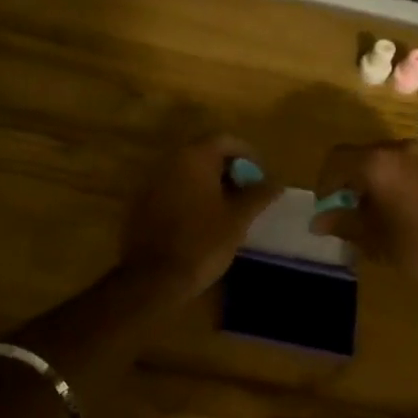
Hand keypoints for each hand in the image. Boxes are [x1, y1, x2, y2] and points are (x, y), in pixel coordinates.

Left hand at [120, 134, 283, 297]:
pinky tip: (201, 219)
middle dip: (228, 168)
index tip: (261, 176)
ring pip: (187, 171)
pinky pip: (171, 188)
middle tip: (247, 191)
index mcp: (194, 157)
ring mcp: (151, 181)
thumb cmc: (202, 243)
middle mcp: (169, 161)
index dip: (247, 154)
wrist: (153, 278)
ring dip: (208, 182)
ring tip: (228, 207)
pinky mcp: (141, 202)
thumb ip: (259, 195)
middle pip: (204, 152)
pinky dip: (189, 195)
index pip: (225, 139)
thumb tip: (276, 182)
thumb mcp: (238, 219)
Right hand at [310, 139, 417, 302]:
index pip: (337, 159)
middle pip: (367, 156)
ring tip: (388, 214)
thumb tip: (319, 220)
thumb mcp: (376, 241)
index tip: (328, 207)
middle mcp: (405, 148)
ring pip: (396, 161)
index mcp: (379, 162)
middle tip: (356, 213)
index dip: (325, 182)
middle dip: (355, 181)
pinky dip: (409, 182)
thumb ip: (344, 223)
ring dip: (383, 181)